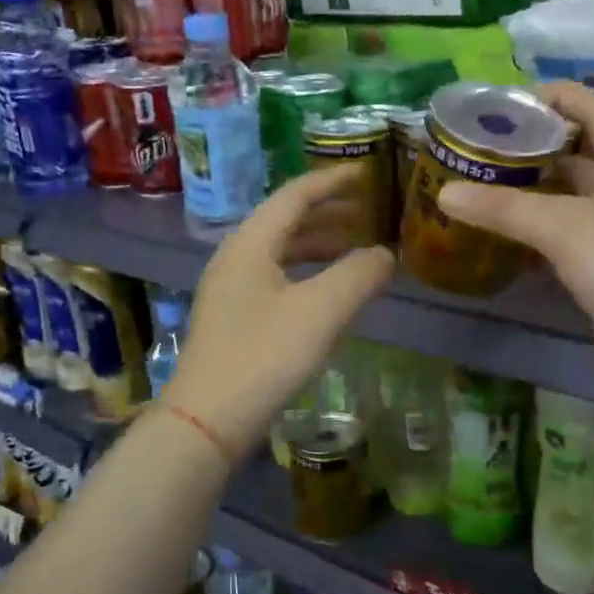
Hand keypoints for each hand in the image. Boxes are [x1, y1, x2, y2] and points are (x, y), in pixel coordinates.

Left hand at [164, 167, 394, 451]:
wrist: (207, 420)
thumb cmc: (264, 356)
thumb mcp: (321, 311)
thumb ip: (359, 275)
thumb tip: (386, 254)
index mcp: (251, 243)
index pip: (295, 195)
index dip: (332, 182)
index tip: (366, 173)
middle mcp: (236, 258)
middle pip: (286, 221)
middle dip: (328, 213)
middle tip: (368, 212)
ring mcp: (231, 290)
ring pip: (280, 252)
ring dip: (318, 245)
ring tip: (354, 250)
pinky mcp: (234, 319)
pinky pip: (276, 278)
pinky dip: (307, 273)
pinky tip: (326, 293)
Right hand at [435, 82, 593, 404]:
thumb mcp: (565, 226)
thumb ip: (505, 208)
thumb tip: (445, 192)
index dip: (560, 97)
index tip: (513, 100)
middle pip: (580, 156)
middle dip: (537, 148)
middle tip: (486, 147)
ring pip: (569, 202)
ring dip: (533, 194)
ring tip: (485, 187)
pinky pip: (564, 242)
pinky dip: (536, 237)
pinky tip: (504, 240)